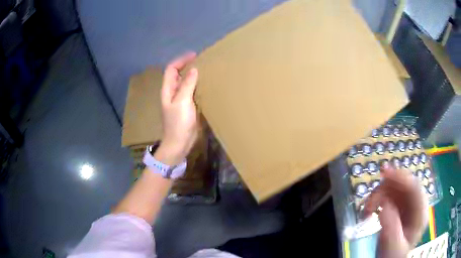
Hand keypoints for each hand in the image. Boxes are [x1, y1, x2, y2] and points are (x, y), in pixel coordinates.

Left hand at [155, 52, 198, 165]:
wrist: (179, 143)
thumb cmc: (178, 123)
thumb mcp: (182, 101)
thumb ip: (187, 84)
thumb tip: (193, 69)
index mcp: (168, 90)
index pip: (171, 69)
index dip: (181, 60)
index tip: (194, 55)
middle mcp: (173, 93)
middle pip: (178, 75)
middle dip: (188, 66)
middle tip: (203, 62)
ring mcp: (180, 100)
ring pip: (186, 83)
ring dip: (194, 76)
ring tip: (206, 71)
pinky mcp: (187, 107)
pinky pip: (192, 92)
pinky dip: (198, 86)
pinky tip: (207, 86)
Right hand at [364, 166, 427, 257]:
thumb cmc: (393, 255)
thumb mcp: (392, 246)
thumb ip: (391, 226)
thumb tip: (385, 203)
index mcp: (421, 214)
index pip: (415, 188)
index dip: (401, 177)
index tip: (384, 173)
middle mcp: (417, 205)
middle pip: (405, 185)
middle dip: (387, 187)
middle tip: (369, 198)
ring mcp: (408, 204)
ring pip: (396, 188)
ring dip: (380, 194)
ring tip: (367, 208)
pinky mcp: (400, 206)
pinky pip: (390, 194)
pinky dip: (379, 198)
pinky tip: (372, 208)